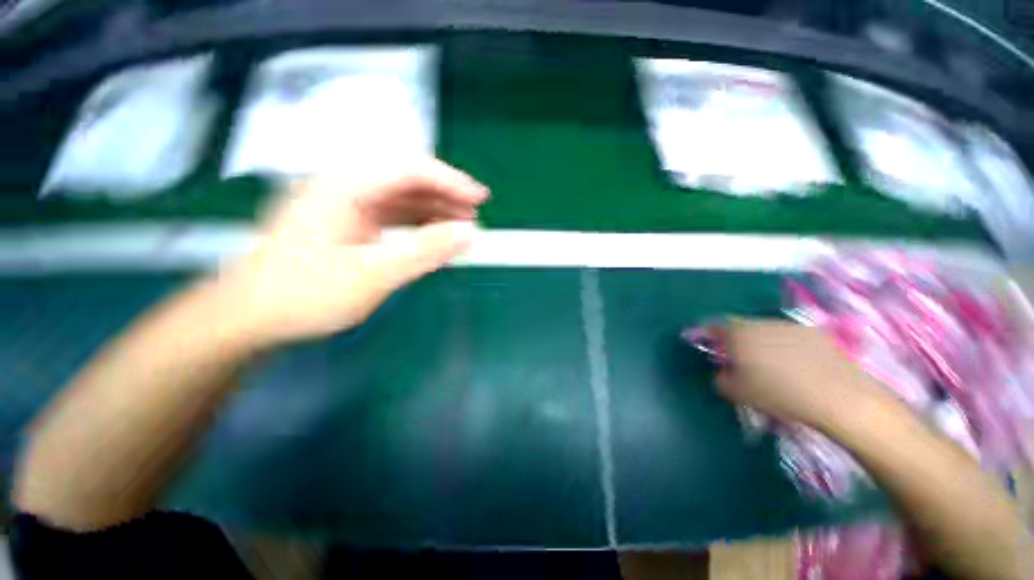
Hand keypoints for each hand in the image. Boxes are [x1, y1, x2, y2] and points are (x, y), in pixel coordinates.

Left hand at [218, 159, 488, 344]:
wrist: (251, 316)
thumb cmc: (305, 294)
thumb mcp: (373, 275)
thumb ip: (425, 251)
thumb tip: (470, 233)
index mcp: (344, 185)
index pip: (410, 168)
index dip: (451, 181)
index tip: (481, 199)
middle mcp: (343, 183)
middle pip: (406, 177)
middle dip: (444, 193)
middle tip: (474, 214)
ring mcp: (344, 202)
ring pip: (400, 195)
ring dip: (433, 208)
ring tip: (461, 226)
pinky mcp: (346, 220)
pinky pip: (391, 213)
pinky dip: (417, 222)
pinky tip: (433, 234)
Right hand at [715, 319, 890, 429]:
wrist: (839, 397)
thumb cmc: (780, 395)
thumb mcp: (737, 393)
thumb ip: (720, 379)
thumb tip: (723, 372)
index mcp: (737, 335)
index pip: (713, 328)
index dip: (705, 335)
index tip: (703, 343)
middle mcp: (760, 324)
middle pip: (738, 326)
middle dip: (733, 339)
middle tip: (736, 358)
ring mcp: (788, 325)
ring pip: (763, 330)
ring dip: (758, 341)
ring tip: (767, 363)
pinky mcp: (813, 332)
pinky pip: (787, 335)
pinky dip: (782, 344)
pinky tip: (794, 364)